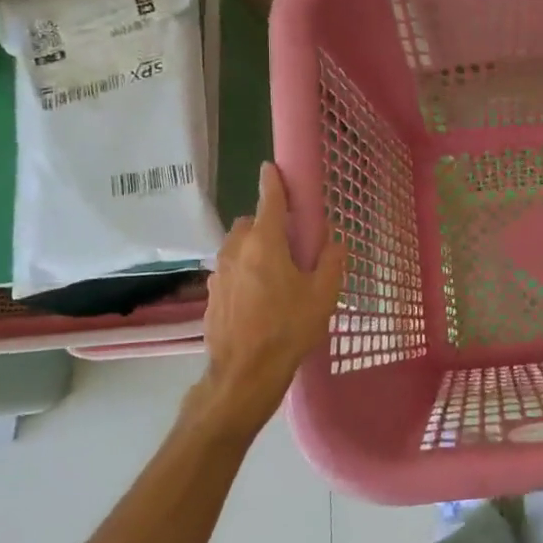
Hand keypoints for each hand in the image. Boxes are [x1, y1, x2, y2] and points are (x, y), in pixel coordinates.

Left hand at [187, 162, 344, 441]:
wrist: (243, 375)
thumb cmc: (287, 329)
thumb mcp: (323, 295)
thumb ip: (331, 261)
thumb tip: (333, 242)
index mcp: (265, 243)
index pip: (269, 200)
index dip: (273, 182)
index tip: (271, 167)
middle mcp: (236, 251)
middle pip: (250, 223)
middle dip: (267, 224)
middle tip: (290, 244)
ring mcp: (218, 274)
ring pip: (237, 247)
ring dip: (254, 249)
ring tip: (276, 274)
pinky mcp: (210, 296)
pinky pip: (230, 271)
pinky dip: (243, 272)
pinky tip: (259, 299)